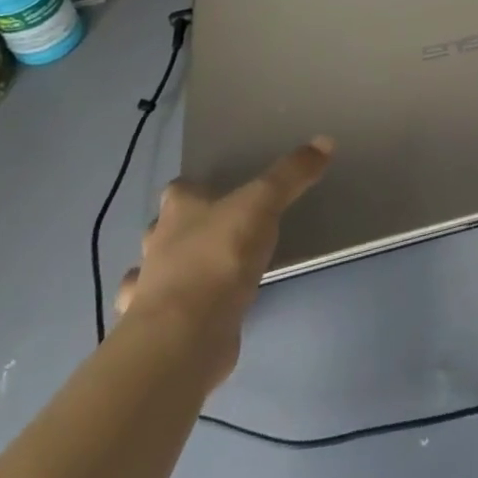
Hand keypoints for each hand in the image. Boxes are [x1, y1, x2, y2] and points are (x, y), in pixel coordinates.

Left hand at [115, 137, 332, 391]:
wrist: (185, 336)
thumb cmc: (220, 257)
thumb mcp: (264, 203)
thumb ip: (291, 174)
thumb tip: (325, 141)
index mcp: (179, 209)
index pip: (180, 188)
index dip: (196, 187)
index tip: (219, 190)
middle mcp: (159, 244)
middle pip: (167, 228)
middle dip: (185, 228)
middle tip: (221, 228)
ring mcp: (152, 289)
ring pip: (159, 270)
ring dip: (174, 269)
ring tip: (208, 269)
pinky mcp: (160, 328)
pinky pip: (166, 312)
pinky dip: (179, 309)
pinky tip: (198, 310)